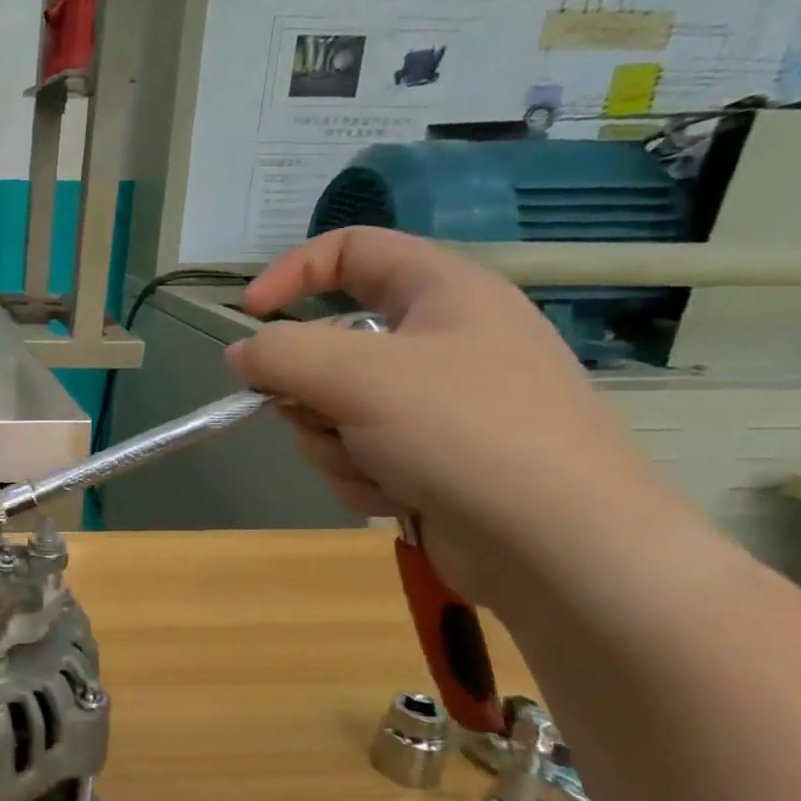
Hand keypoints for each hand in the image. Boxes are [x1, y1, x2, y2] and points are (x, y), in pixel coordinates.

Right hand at [227, 228, 681, 605]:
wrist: (560, 549)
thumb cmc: (466, 433)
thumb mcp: (357, 377)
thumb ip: (281, 354)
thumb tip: (240, 355)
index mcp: (443, 292)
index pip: (352, 250)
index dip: (292, 273)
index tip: (249, 316)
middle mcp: (440, 342)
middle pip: (329, 344)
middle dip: (309, 388)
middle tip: (319, 412)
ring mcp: (435, 406)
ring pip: (332, 407)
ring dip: (333, 442)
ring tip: (375, 466)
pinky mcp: (427, 459)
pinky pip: (355, 451)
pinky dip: (360, 475)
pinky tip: (394, 496)